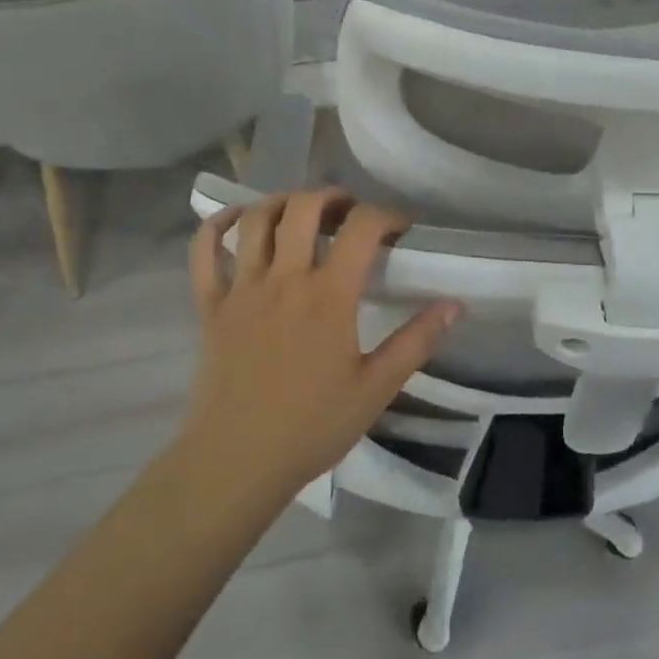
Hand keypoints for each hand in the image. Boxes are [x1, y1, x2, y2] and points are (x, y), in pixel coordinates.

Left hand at [180, 191, 459, 508]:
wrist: (236, 462)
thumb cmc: (311, 427)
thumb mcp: (375, 389)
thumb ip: (415, 342)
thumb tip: (454, 304)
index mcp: (328, 296)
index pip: (362, 228)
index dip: (386, 215)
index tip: (401, 230)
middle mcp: (284, 279)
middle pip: (304, 207)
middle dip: (332, 197)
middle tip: (348, 212)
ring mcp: (241, 289)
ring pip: (255, 219)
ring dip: (281, 202)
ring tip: (301, 212)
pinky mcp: (210, 305)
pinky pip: (204, 251)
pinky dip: (216, 226)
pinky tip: (235, 221)